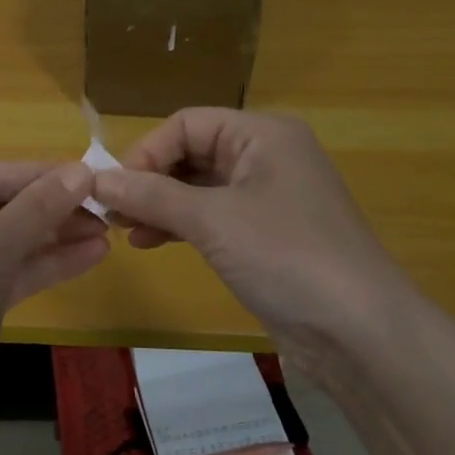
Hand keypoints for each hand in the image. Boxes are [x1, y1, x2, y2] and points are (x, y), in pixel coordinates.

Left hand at [0, 161, 108, 427]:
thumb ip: (38, 208)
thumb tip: (81, 171)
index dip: (42, 174)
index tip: (93, 176)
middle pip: (2, 208)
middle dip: (53, 208)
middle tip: (107, 209)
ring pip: (11, 244)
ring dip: (56, 237)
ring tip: (108, 231)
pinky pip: (11, 275)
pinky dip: (47, 266)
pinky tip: (90, 257)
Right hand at [89, 109, 421, 354]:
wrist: (358, 331)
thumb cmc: (286, 256)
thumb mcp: (212, 220)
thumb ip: (151, 196)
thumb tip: (96, 180)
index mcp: (263, 134)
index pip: (187, 124)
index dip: (146, 151)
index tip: (113, 189)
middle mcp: (267, 156)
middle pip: (192, 153)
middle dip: (150, 180)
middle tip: (111, 213)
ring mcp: (268, 198)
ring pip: (199, 188)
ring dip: (160, 205)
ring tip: (124, 231)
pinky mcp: (266, 235)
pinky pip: (213, 217)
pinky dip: (181, 225)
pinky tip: (151, 243)